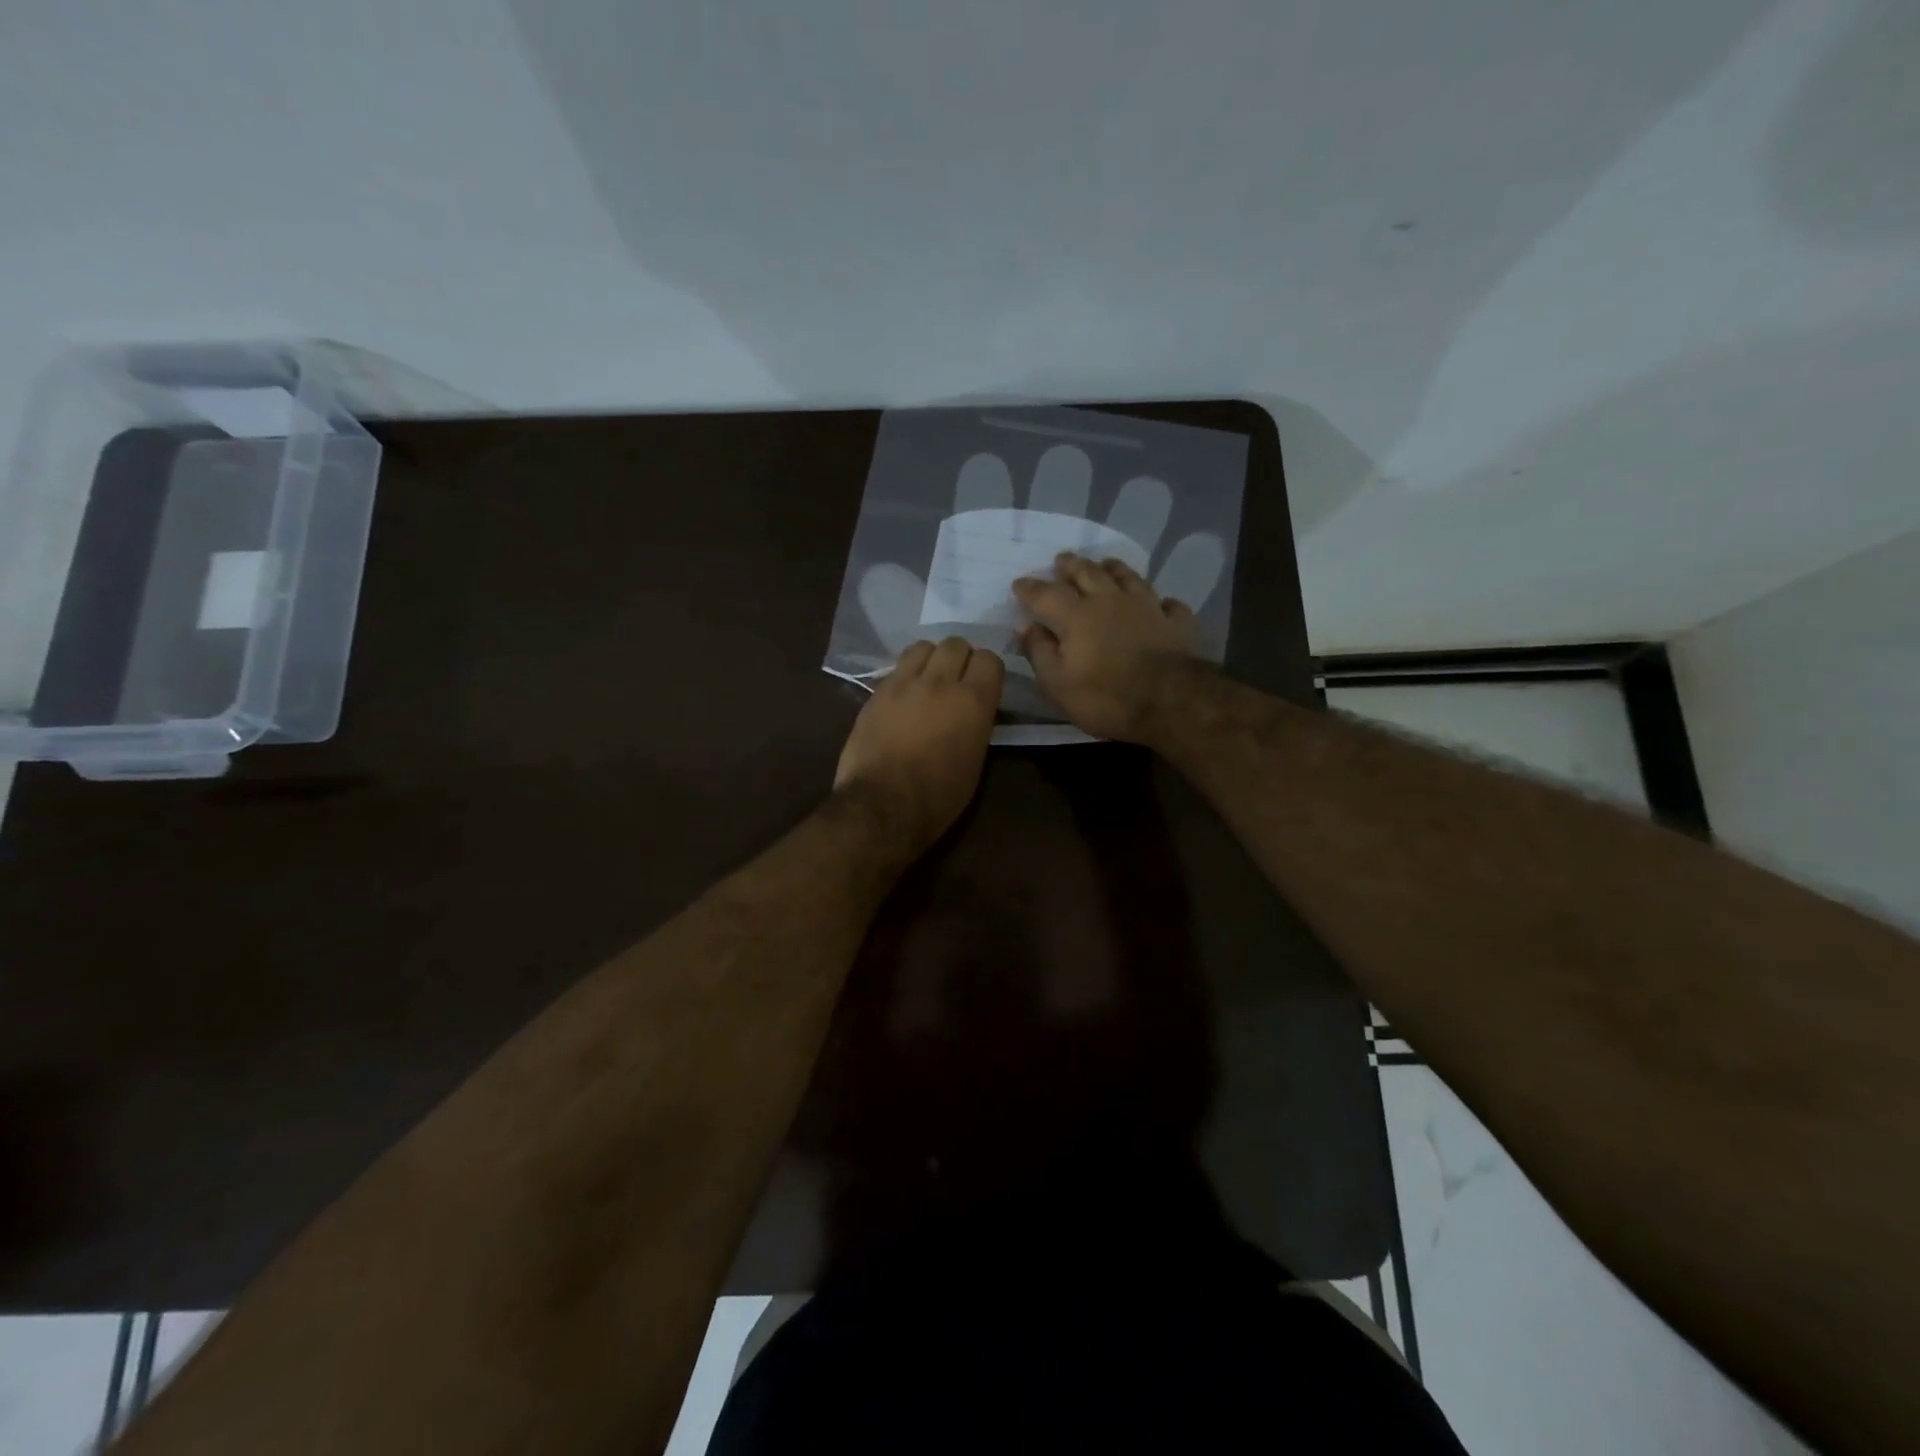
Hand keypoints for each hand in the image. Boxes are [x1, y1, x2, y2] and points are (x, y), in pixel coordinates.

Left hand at [834, 637, 1004, 854]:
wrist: (882, 804)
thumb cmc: (938, 796)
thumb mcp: (975, 761)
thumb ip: (977, 724)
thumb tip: (973, 711)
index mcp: (973, 701)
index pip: (990, 659)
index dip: (988, 671)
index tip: (985, 686)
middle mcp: (940, 682)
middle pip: (956, 643)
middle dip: (960, 658)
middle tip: (957, 680)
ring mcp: (904, 683)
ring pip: (923, 647)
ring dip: (930, 659)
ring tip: (928, 680)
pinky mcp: (876, 692)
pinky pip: (897, 668)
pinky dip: (906, 675)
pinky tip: (904, 696)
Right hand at [1012, 553, 1199, 742]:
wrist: (1169, 702)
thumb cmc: (1105, 696)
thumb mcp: (1058, 684)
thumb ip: (1039, 652)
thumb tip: (1026, 627)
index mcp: (1077, 616)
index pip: (1047, 594)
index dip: (1030, 588)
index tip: (1019, 583)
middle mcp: (1111, 601)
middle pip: (1089, 573)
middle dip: (1072, 565)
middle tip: (1062, 559)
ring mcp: (1147, 608)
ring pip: (1129, 578)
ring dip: (1115, 569)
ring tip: (1107, 564)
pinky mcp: (1176, 623)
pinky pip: (1169, 605)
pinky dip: (1162, 602)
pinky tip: (1161, 603)